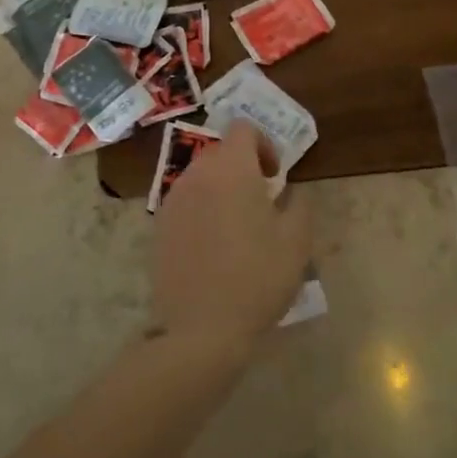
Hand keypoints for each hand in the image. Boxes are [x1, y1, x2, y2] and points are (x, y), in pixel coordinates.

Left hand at [151, 122, 309, 352]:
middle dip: (242, 168)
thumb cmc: (257, 278)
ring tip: (238, 226)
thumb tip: (289, 191)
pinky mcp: (159, 227)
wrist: (202, 329)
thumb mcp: (295, 241)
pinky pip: (185, 203)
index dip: (264, 144)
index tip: (275, 176)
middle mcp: (196, 175)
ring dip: (220, 189)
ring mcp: (172, 201)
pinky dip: (201, 211)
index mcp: (230, 170)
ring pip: (200, 178)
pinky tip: (213, 247)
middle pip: (220, 152)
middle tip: (261, 201)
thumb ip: (298, 204)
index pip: (243, 129)